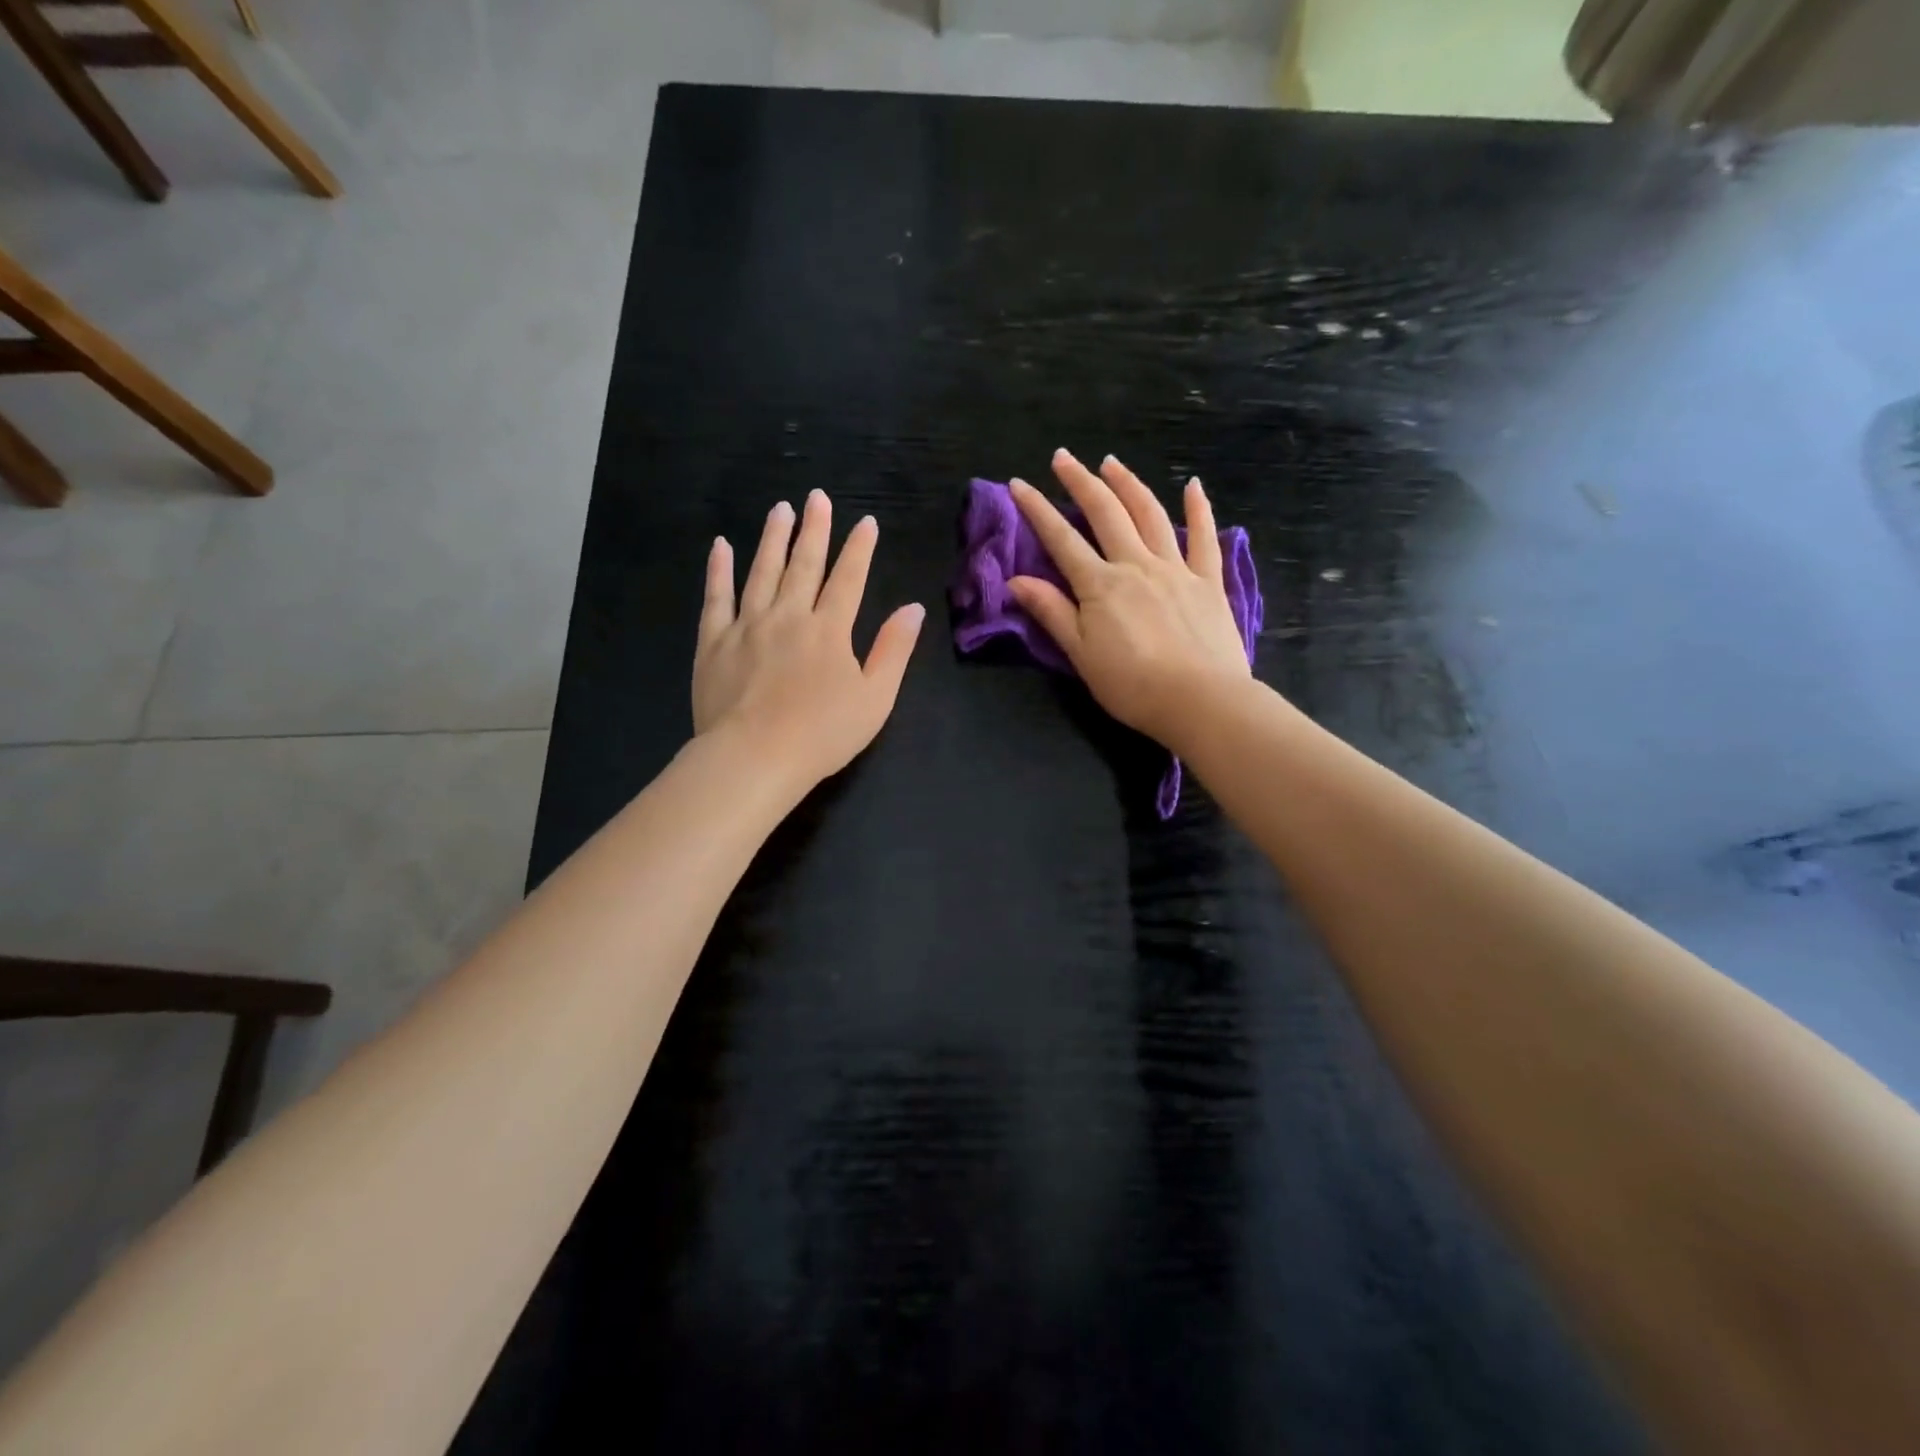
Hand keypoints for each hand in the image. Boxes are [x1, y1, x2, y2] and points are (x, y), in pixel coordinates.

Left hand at [693, 490, 924, 791]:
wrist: (754, 758)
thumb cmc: (822, 734)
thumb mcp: (875, 698)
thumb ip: (893, 650)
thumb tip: (912, 608)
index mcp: (829, 630)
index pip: (848, 579)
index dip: (859, 549)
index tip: (865, 522)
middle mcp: (789, 616)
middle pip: (804, 565)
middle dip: (814, 529)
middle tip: (817, 497)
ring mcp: (747, 626)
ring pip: (761, 572)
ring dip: (772, 539)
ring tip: (780, 509)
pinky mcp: (714, 642)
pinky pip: (716, 598)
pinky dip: (718, 570)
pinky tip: (721, 546)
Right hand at [1008, 450, 1250, 747]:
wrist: (1200, 701)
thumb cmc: (1132, 686)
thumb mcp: (1080, 655)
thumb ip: (1052, 613)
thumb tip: (1016, 581)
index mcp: (1100, 585)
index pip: (1061, 539)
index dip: (1037, 510)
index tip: (1018, 484)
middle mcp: (1136, 565)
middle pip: (1106, 513)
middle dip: (1081, 482)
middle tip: (1063, 457)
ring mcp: (1176, 569)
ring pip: (1150, 515)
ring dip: (1128, 484)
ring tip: (1111, 463)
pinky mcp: (1209, 581)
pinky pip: (1203, 537)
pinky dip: (1198, 508)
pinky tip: (1192, 485)